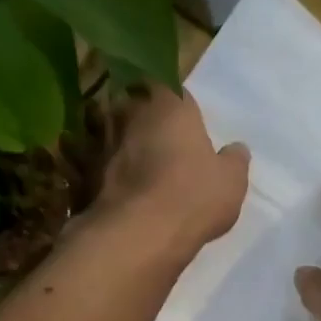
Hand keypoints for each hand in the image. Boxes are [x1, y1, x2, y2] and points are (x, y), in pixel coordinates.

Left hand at [96, 85, 248, 262]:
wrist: (139, 234)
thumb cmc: (193, 197)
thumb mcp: (231, 182)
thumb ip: (234, 160)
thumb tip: (236, 150)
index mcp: (169, 102)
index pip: (171, 87)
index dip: (177, 105)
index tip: (184, 124)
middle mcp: (130, 110)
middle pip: (136, 105)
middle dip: (145, 119)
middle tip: (160, 145)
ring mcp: (102, 140)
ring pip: (110, 131)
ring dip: (120, 144)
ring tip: (135, 168)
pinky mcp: (83, 171)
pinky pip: (93, 162)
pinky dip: (101, 171)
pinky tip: (115, 189)